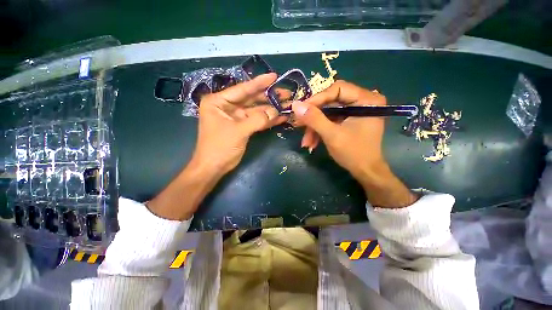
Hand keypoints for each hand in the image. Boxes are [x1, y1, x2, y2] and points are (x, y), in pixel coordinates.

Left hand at [148, 74, 286, 219]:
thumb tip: (275, 112)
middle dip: (269, 97)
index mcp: (219, 102)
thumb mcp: (238, 131)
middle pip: (251, 99)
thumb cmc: (220, 147)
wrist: (213, 167)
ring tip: (287, 105)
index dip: (259, 83)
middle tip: (286, 94)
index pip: (242, 89)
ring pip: (256, 111)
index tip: (274, 76)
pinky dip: (268, 121)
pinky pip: (257, 121)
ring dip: (271, 110)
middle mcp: (227, 107)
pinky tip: (281, 118)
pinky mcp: (242, 127)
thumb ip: (257, 119)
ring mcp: (236, 118)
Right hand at [292, 80, 416, 207]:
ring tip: (306, 142)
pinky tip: (312, 142)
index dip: (317, 99)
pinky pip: (331, 121)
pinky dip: (320, 131)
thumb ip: (314, 119)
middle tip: (299, 125)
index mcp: (366, 100)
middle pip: (331, 102)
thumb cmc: (354, 153)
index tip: (301, 109)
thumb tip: (295, 105)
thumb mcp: (332, 135)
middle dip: (314, 117)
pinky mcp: (349, 120)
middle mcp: (363, 101)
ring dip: (315, 128)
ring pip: (328, 113)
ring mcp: (355, 111)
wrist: (366, 172)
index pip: (337, 89)